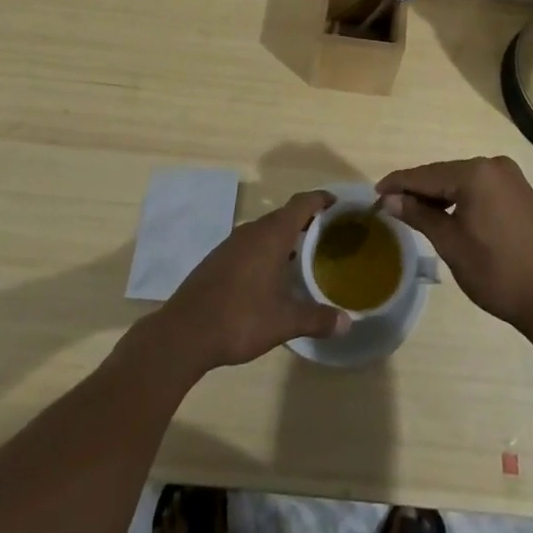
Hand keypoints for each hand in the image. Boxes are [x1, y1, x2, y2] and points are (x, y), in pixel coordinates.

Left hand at [153, 190, 350, 371]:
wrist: (184, 333)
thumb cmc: (240, 319)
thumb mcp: (284, 322)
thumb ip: (317, 319)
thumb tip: (347, 323)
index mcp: (272, 235)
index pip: (302, 203)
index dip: (321, 200)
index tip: (338, 205)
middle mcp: (252, 231)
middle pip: (284, 214)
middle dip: (306, 220)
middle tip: (327, 235)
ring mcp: (231, 244)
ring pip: (265, 230)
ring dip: (285, 237)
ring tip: (303, 255)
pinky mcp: (217, 259)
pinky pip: (250, 244)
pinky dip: (266, 250)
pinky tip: (270, 275)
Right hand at [376, 156, 532, 339]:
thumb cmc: (496, 272)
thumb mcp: (450, 243)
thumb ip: (419, 215)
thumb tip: (390, 199)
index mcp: (476, 173)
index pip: (426, 174)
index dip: (398, 184)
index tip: (375, 193)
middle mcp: (494, 165)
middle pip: (444, 174)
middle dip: (418, 190)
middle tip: (391, 206)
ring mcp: (511, 177)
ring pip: (462, 180)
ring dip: (439, 195)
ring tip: (415, 213)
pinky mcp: (520, 192)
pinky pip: (481, 188)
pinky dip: (461, 198)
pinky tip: (448, 214)